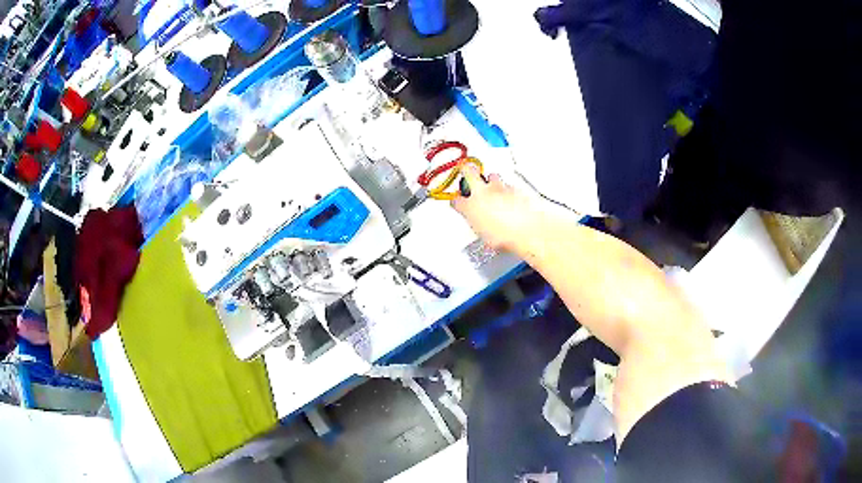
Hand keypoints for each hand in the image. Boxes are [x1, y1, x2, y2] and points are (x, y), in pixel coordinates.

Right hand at [451, 164, 540, 252]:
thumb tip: (481, 226)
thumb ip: (479, 225)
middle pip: (468, 171)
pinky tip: (511, 199)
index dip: (457, 201)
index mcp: (470, 207)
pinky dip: (508, 191)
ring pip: (492, 176)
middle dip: (466, 170)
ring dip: (491, 181)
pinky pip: (509, 186)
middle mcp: (483, 192)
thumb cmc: (505, 237)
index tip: (459, 203)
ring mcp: (499, 188)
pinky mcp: (514, 189)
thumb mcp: (485, 237)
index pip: (456, 200)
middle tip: (467, 171)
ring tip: (494, 188)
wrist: (527, 231)